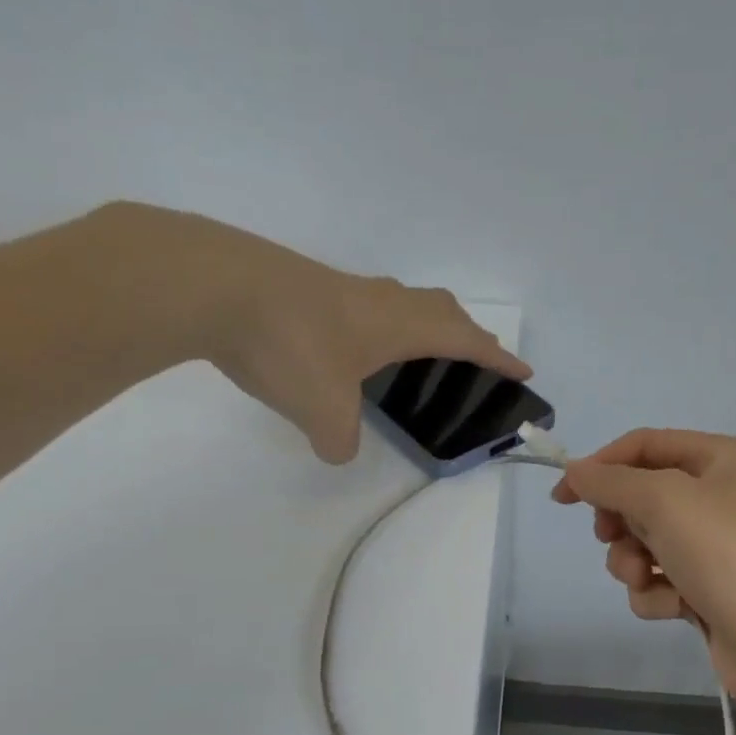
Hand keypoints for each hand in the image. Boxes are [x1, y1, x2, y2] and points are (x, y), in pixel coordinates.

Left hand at [88, 202, 528, 462]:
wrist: (212, 285)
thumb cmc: (288, 345)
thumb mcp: (322, 410)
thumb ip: (340, 439)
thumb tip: (339, 449)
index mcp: (398, 325)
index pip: (463, 339)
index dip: (495, 356)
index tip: (523, 370)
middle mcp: (378, 300)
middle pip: (439, 307)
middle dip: (466, 332)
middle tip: (475, 354)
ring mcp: (340, 287)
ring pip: (400, 299)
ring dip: (422, 321)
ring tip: (417, 348)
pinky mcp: (305, 285)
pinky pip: (362, 302)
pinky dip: (377, 322)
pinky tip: (350, 343)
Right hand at [552, 430, 735, 708]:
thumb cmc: (727, 553)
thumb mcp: (664, 501)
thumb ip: (612, 482)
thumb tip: (574, 470)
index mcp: (719, 458)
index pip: (644, 446)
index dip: (600, 466)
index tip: (562, 497)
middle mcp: (719, 495)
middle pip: (640, 495)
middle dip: (621, 523)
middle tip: (612, 538)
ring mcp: (714, 545)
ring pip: (643, 543)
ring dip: (633, 563)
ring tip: (647, 579)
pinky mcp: (707, 588)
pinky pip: (659, 580)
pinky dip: (657, 593)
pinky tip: (676, 607)